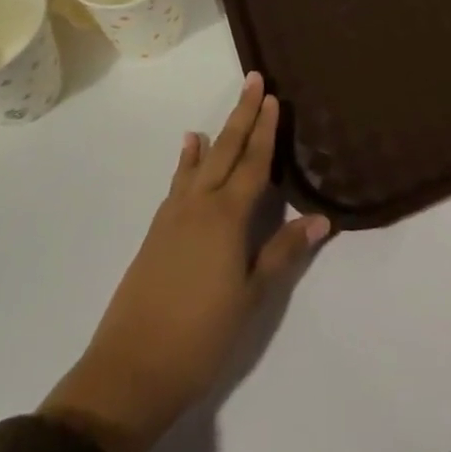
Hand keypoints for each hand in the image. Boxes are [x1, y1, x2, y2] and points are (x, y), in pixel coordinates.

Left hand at [38, 74, 329, 451]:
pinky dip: (187, 162)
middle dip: (242, 115)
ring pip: (200, 163)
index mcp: (227, 217)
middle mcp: (199, 205)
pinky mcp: (156, 233)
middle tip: (253, 80)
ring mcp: (173, 217)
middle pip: (226, 150)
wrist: (129, 371)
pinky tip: (188, 152)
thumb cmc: (200, 337)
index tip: (273, 97)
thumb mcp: (250, 297)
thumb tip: (321, 219)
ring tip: (225, 113)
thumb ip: (283, 253)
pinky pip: (178, 183)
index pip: (253, 162)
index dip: (265, 129)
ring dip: (216, 135)